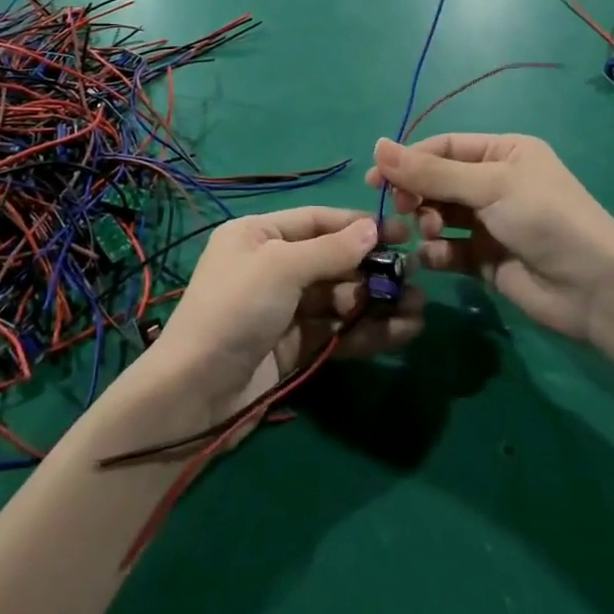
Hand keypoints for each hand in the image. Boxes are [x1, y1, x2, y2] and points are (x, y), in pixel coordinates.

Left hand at [141, 207, 423, 417]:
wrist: (196, 392)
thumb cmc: (235, 309)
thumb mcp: (280, 267)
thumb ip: (330, 250)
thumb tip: (372, 229)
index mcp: (259, 235)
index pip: (317, 221)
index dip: (358, 226)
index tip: (401, 231)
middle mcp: (273, 266)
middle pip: (333, 261)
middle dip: (373, 270)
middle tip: (416, 278)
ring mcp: (285, 309)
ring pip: (340, 299)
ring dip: (376, 303)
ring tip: (417, 310)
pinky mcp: (296, 347)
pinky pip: (337, 331)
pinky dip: (367, 332)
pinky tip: (402, 333)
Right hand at [368, 135, 613, 346]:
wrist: (595, 290)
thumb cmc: (545, 219)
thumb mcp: (489, 186)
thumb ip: (431, 172)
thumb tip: (377, 146)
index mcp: (504, 153)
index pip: (444, 148)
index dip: (408, 160)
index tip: (375, 178)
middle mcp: (495, 183)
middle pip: (438, 181)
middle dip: (417, 193)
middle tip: (402, 208)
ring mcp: (490, 223)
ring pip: (440, 215)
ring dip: (428, 221)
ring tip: (432, 232)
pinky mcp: (485, 259)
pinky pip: (448, 250)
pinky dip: (436, 253)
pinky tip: (434, 258)